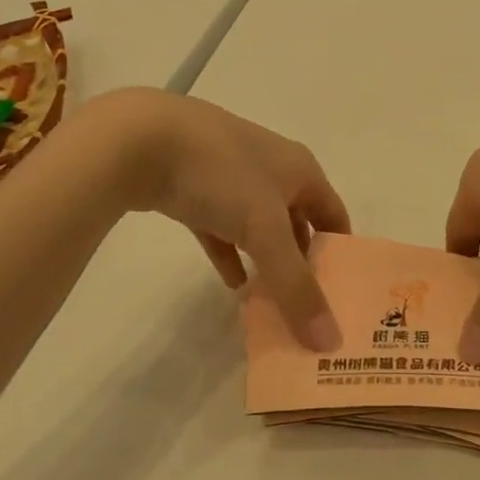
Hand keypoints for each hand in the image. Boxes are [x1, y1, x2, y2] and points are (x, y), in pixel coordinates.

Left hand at [96, 89, 348, 350]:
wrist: (138, 139)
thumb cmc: (221, 175)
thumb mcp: (265, 232)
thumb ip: (296, 286)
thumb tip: (329, 340)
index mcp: (300, 169)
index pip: (334, 213)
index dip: (340, 251)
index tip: (341, 292)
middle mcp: (271, 168)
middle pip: (298, 221)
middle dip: (302, 262)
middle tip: (306, 304)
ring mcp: (229, 175)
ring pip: (258, 226)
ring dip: (266, 261)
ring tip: (271, 300)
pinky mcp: (193, 186)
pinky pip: (222, 227)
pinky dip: (230, 253)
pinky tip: (232, 282)